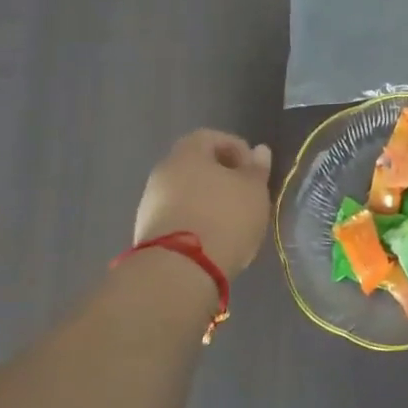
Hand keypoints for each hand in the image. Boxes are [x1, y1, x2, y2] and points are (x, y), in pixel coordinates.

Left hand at [132, 130, 274, 278]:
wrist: (179, 271)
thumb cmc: (225, 218)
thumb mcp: (254, 190)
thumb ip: (257, 169)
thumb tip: (259, 150)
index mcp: (187, 154)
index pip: (211, 137)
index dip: (235, 148)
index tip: (253, 169)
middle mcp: (163, 172)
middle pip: (196, 165)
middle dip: (222, 176)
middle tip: (245, 193)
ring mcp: (151, 203)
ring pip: (185, 191)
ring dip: (208, 199)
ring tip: (232, 220)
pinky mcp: (148, 232)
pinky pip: (177, 215)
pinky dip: (195, 220)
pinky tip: (213, 238)